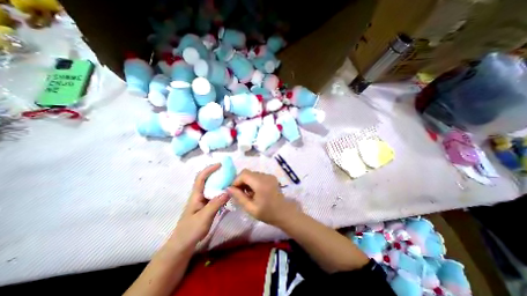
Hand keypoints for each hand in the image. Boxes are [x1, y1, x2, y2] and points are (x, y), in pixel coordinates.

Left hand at [171, 163, 227, 250]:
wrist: (182, 245)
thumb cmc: (190, 230)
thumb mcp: (204, 217)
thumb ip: (216, 203)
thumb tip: (228, 191)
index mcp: (196, 195)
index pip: (201, 177)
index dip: (210, 169)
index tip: (220, 165)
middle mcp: (199, 195)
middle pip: (207, 180)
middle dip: (217, 173)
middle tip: (229, 172)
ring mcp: (203, 201)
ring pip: (212, 188)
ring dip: (220, 182)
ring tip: (231, 180)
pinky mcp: (206, 206)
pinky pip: (215, 195)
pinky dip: (221, 191)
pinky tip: (228, 193)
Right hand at [228, 170, 298, 225]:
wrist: (285, 213)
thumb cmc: (267, 213)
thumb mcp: (250, 208)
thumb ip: (239, 197)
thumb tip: (228, 188)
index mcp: (261, 183)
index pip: (244, 174)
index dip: (236, 180)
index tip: (233, 191)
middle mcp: (265, 176)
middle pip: (248, 173)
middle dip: (241, 181)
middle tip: (239, 193)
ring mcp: (269, 175)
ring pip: (252, 174)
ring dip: (247, 182)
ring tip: (248, 194)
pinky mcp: (271, 177)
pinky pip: (258, 176)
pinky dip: (253, 181)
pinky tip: (254, 191)